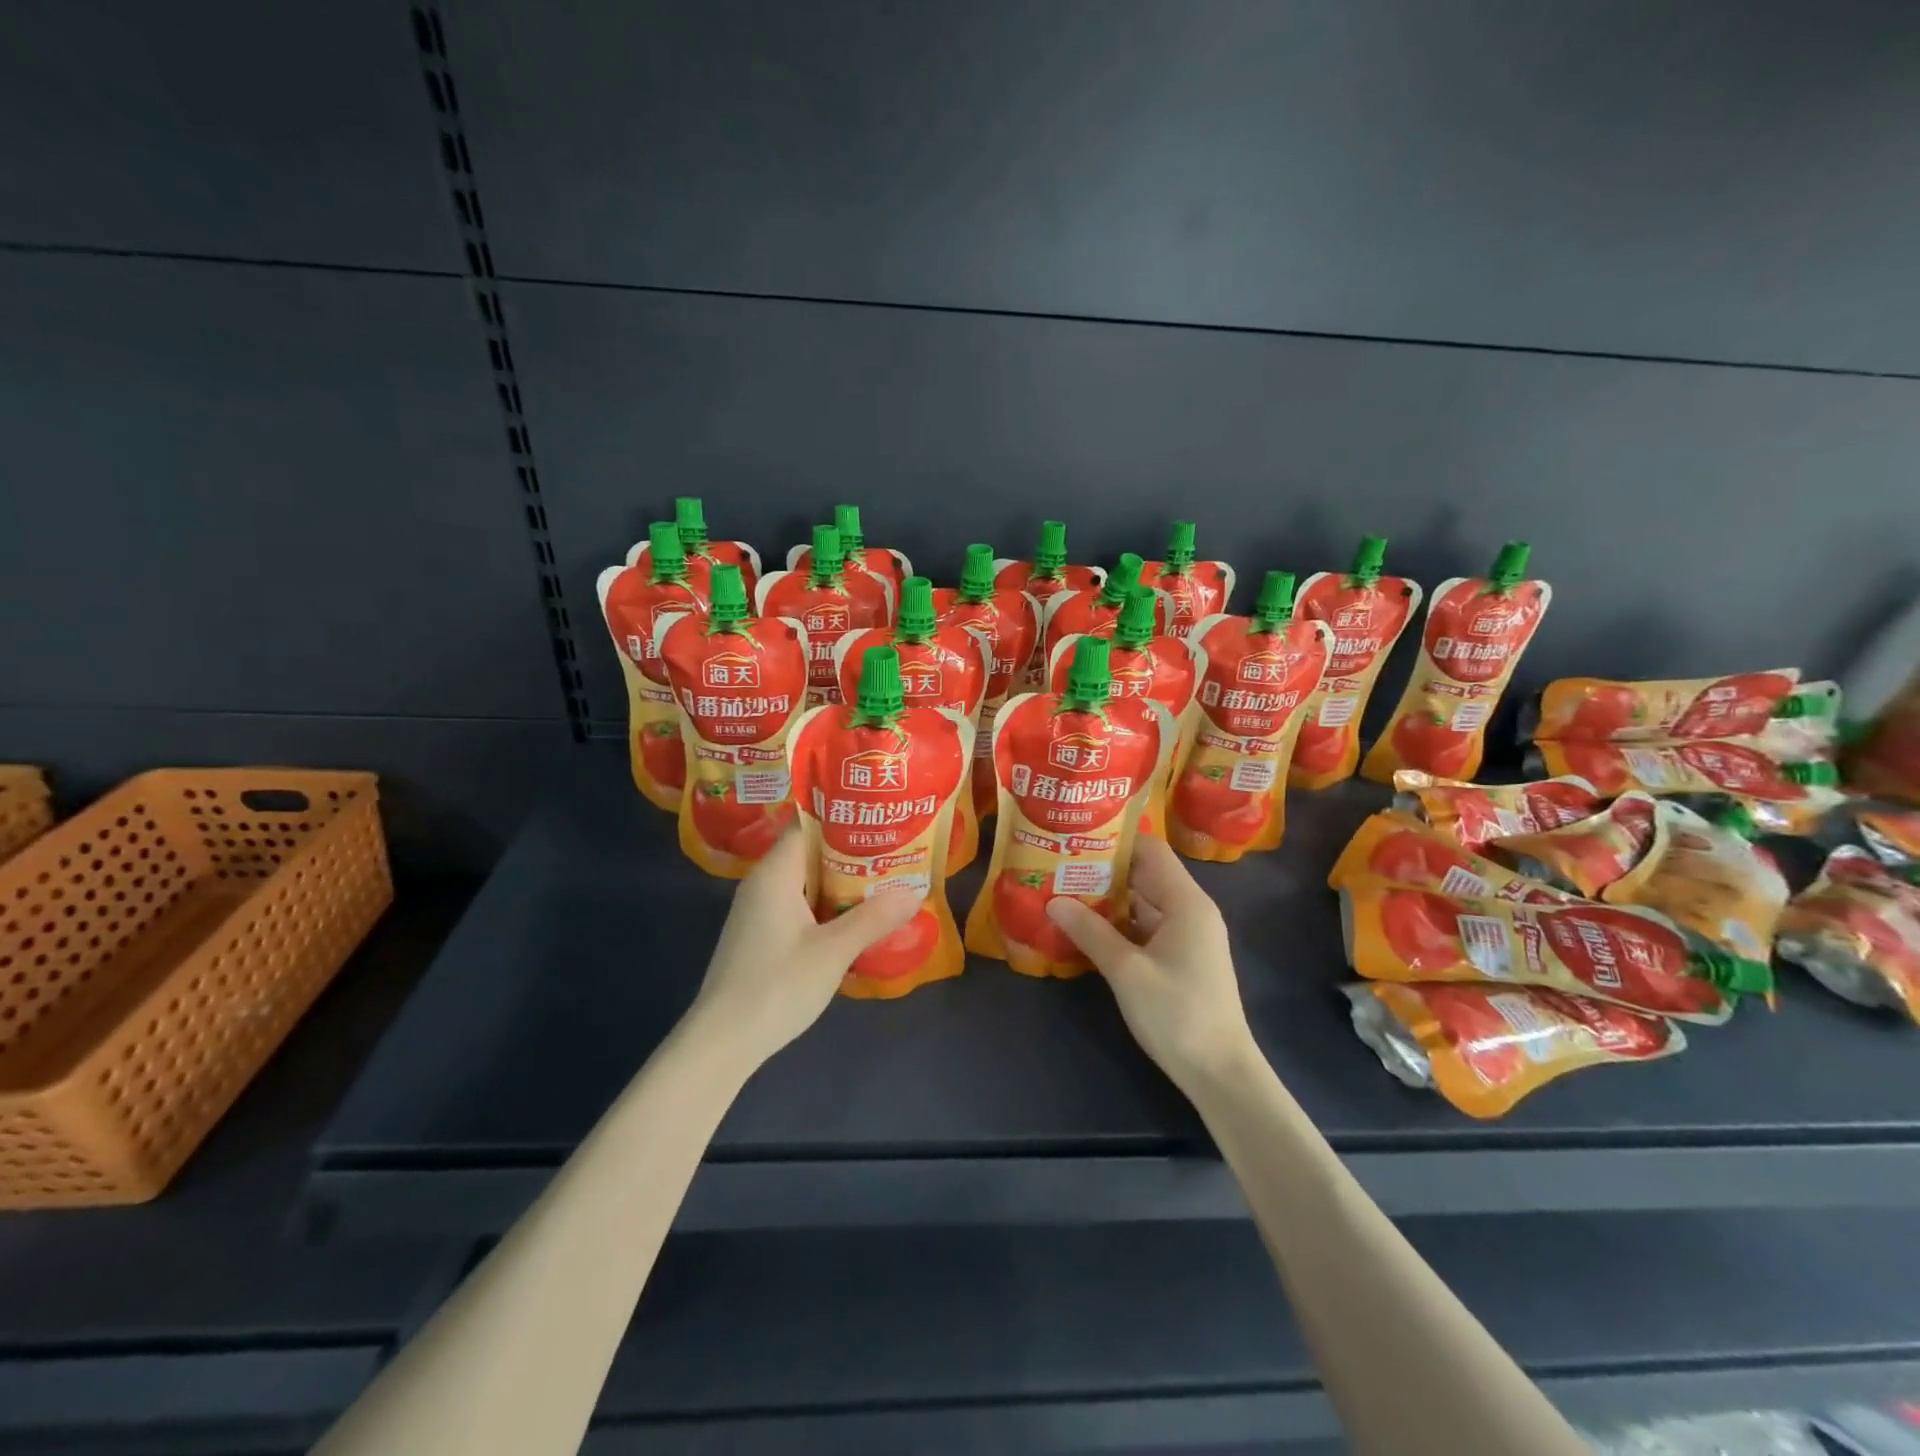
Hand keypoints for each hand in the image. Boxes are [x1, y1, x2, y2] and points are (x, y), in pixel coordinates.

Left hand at [685, 827, 921, 1068]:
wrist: (722, 1043)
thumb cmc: (777, 986)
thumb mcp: (834, 951)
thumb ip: (874, 918)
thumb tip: (914, 892)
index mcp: (775, 874)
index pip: (808, 824)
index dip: (843, 817)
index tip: (880, 816)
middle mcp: (763, 883)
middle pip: (810, 851)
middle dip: (852, 850)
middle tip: (894, 848)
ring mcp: (759, 911)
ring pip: (806, 881)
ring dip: (842, 880)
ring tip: (885, 878)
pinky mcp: (761, 935)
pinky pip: (799, 904)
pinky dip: (827, 904)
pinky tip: (856, 917)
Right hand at [1047, 835, 1257, 1090]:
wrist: (1220, 1073)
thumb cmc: (1176, 1014)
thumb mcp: (1126, 971)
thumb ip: (1090, 932)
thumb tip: (1053, 901)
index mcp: (1186, 902)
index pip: (1150, 851)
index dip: (1114, 841)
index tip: (1076, 838)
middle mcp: (1190, 910)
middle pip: (1145, 874)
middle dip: (1103, 869)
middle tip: (1060, 864)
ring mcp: (1187, 935)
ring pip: (1143, 901)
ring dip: (1108, 898)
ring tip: (1064, 890)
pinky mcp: (1181, 956)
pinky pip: (1146, 926)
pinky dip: (1119, 923)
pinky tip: (1086, 926)